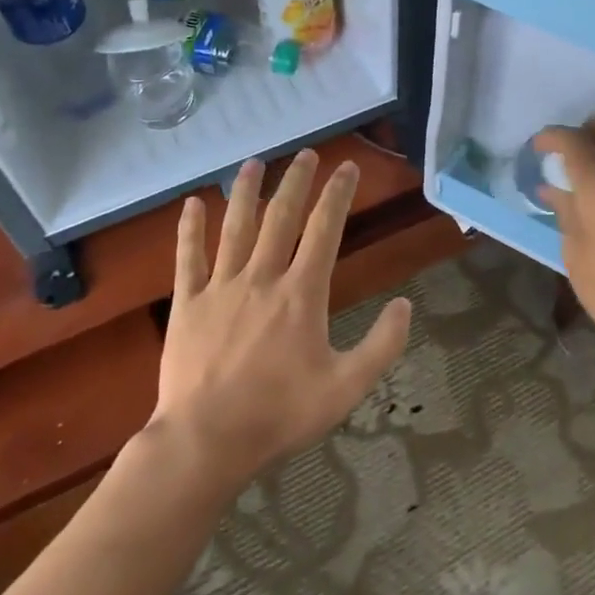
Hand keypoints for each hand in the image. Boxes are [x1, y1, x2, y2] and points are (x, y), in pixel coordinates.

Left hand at [149, 150, 411, 489]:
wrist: (207, 441)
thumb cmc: (281, 414)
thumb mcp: (347, 387)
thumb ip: (382, 345)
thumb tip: (406, 305)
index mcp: (302, 292)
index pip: (325, 228)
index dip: (338, 194)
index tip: (347, 167)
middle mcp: (262, 277)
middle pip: (281, 216)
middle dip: (296, 180)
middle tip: (305, 153)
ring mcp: (221, 287)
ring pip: (235, 227)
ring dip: (246, 191)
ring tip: (254, 162)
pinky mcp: (188, 303)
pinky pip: (188, 257)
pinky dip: (190, 228)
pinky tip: (191, 204)